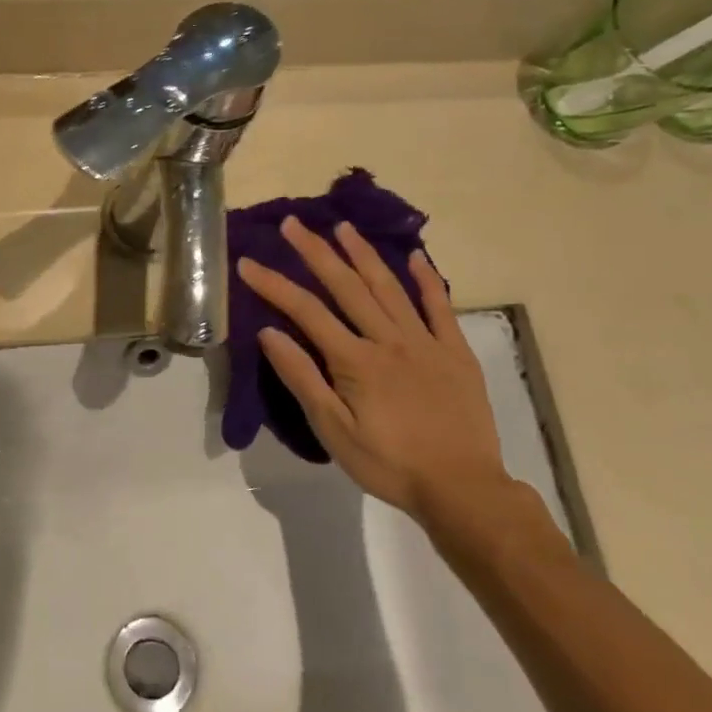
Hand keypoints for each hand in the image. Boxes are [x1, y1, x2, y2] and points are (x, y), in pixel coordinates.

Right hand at [237, 218, 506, 518]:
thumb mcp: (333, 430)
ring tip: (343, 227)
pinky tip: (414, 257)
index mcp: (355, 360)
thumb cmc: (389, 464)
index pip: (306, 312)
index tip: (248, 262)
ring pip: (389, 287)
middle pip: (347, 286)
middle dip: (316, 252)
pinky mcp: (456, 352)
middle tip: (293, 223)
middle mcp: (389, 340)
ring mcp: (426, 342)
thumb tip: (270, 333)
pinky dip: (427, 280)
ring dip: (363, 254)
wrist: (462, 488)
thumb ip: (303, 379)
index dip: (274, 285)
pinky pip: (440, 307)